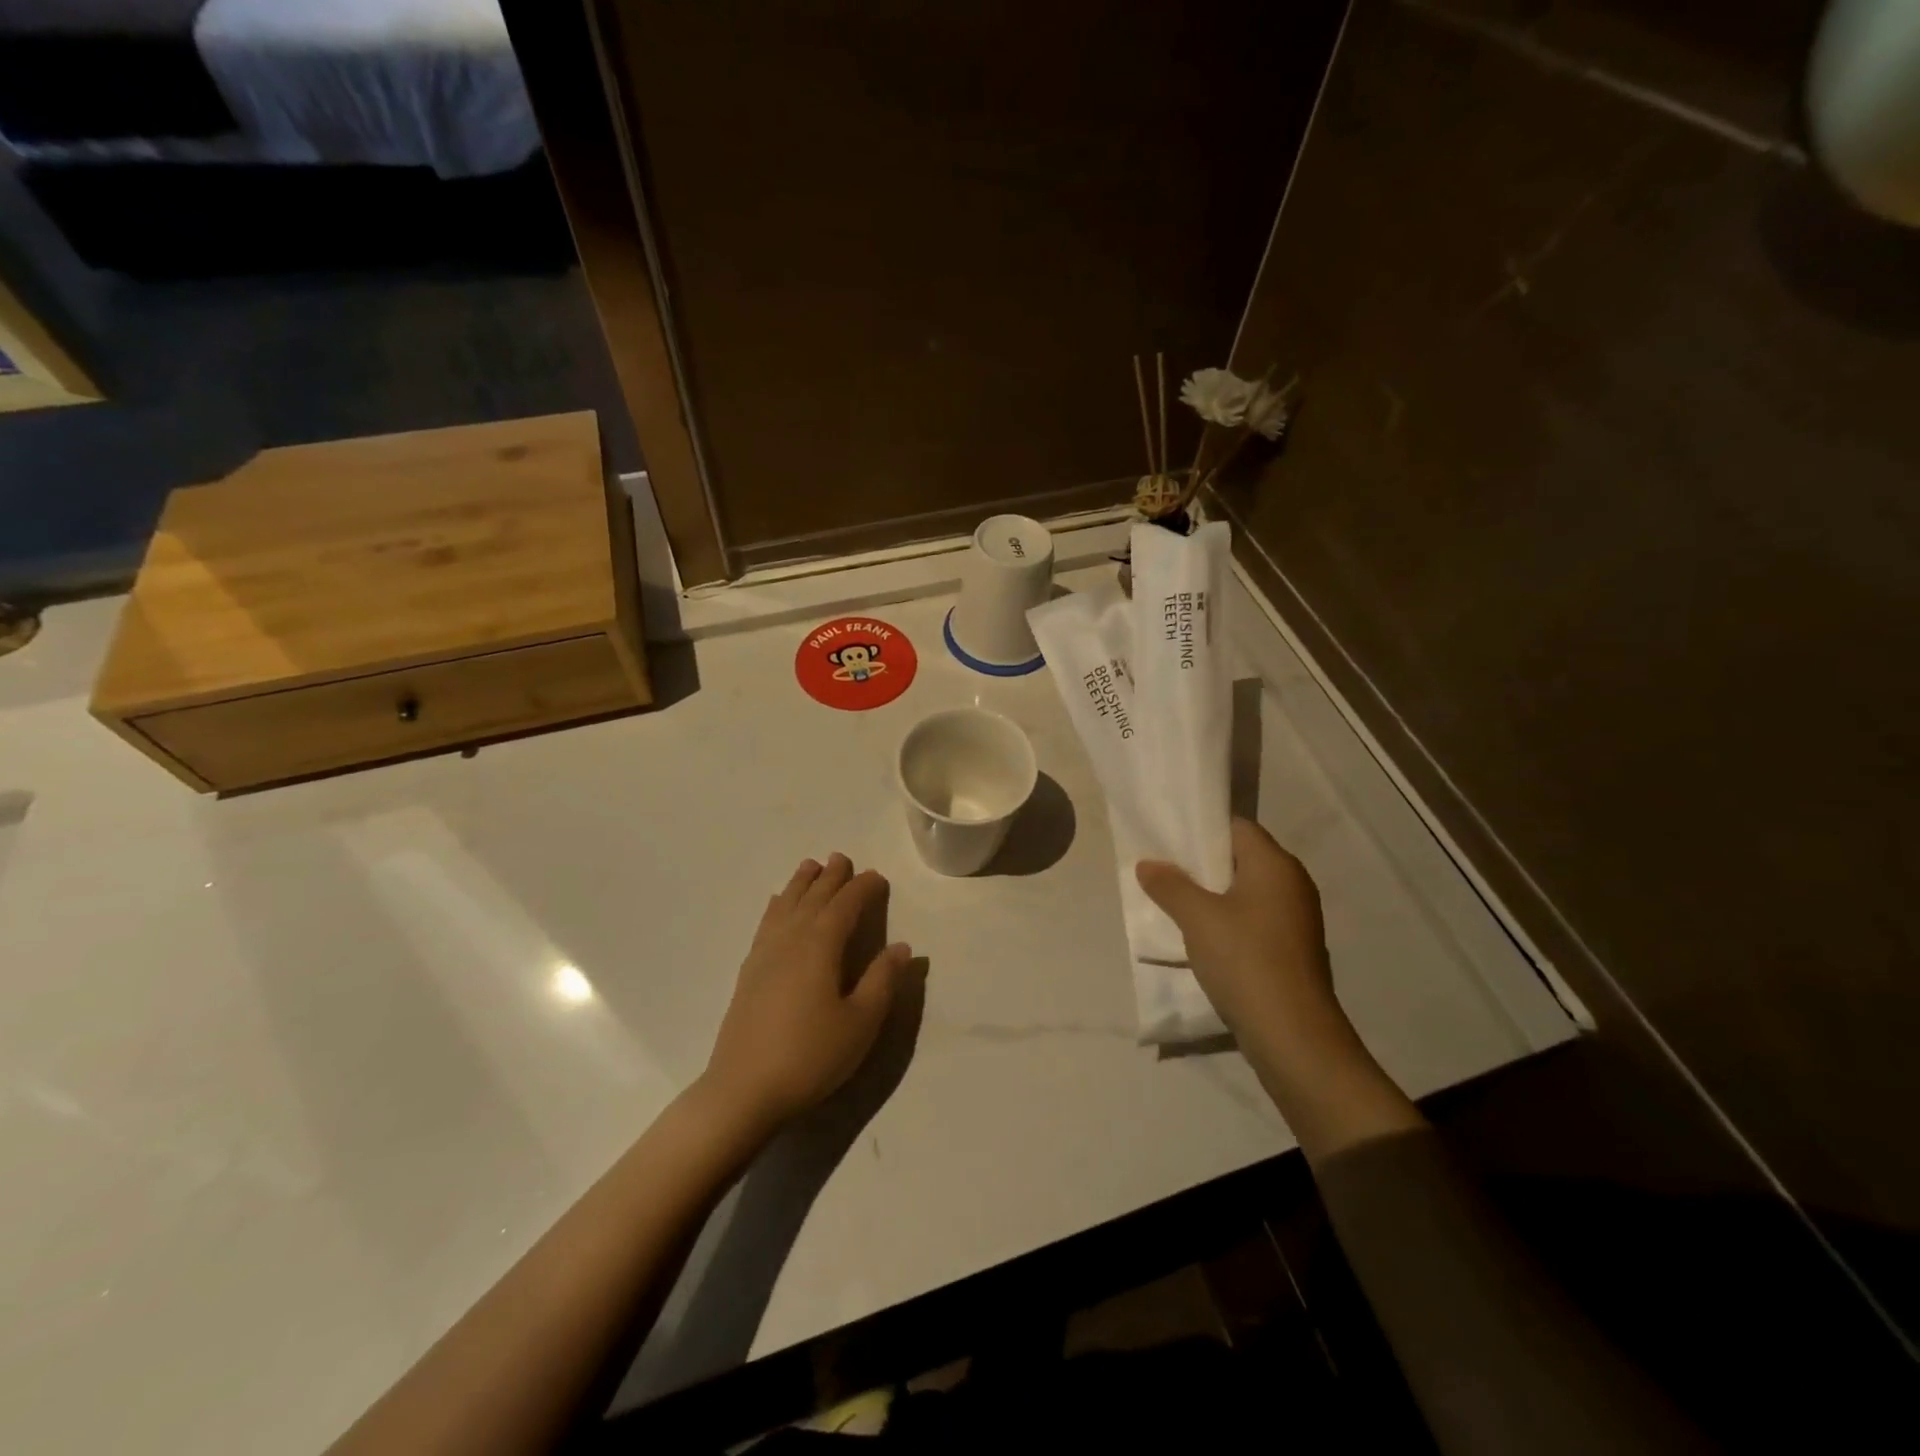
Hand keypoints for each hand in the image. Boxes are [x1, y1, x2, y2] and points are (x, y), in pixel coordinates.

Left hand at [701, 853, 910, 1134]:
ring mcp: (765, 954)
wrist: (743, 1091)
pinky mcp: (749, 972)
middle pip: (813, 898)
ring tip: (810, 866)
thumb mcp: (860, 1023)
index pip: (845, 906)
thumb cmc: (810, 1056)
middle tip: (842, 858)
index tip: (877, 877)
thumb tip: (901, 947)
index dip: (863, 888)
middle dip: (830, 877)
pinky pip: (766, 923)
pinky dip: (777, 906)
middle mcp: (791, 940)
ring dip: (800, 884)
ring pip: (786, 905)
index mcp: (820, 946)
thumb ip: (882, 981)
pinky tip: (776, 905)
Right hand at [1138, 818, 1335, 1044]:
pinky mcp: (1291, 948)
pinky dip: (1228, 919)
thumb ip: (1170, 886)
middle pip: (1241, 858)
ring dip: (1212, 894)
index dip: (1201, 829)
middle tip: (1162, 869)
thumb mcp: (1197, 918)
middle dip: (1201, 863)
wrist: (1293, 1035)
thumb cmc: (1245, 961)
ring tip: (1174, 901)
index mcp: (1275, 865)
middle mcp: (1292, 884)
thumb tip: (1148, 864)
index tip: (1168, 838)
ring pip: (1246, 891)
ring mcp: (1296, 918)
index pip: (1237, 827)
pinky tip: (1201, 936)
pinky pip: (1253, 918)